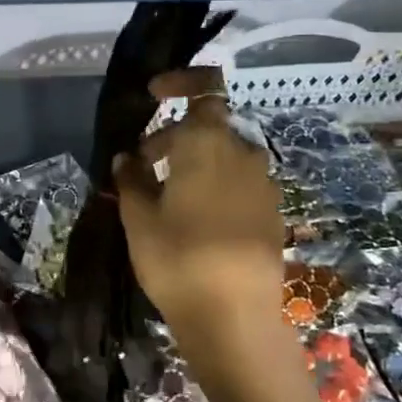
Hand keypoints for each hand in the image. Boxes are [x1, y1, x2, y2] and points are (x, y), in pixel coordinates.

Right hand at [113, 69, 286, 345]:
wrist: (236, 318)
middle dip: (173, 138)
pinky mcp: (272, 213)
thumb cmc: (178, 258)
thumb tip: (128, 158)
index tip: (154, 95)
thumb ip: (132, 180)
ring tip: (165, 196)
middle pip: (208, 128)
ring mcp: (263, 184)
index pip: (203, 91)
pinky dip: (214, 185)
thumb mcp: (139, 219)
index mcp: (207, 144)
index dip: (180, 83)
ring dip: (194, 163)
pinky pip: (238, 182)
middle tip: (142, 167)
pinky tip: (195, 218)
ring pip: (224, 157)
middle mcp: (242, 153)